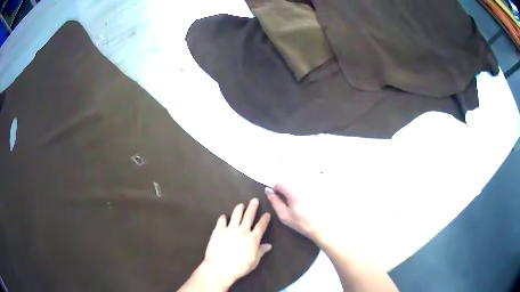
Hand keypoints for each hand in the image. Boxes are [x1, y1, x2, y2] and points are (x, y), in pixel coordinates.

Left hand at [201, 198, 271, 288]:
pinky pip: (221, 221)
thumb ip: (261, 251)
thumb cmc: (240, 267)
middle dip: (252, 207)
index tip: (267, 213)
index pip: (261, 226)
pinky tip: (223, 216)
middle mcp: (242, 231)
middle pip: (248, 216)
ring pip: (236, 215)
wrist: (220, 267)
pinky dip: (223, 218)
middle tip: (254, 200)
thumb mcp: (254, 261)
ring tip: (241, 204)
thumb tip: (269, 245)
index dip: (265, 219)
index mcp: (253, 238)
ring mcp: (229, 229)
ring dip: (239, 209)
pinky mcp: (218, 231)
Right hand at [265, 183, 322, 241]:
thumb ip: (275, 203)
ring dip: (294, 190)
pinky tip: (306, 202)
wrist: (322, 227)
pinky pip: (307, 185)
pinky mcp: (319, 189)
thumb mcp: (285, 216)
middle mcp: (303, 185)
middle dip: (285, 190)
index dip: (275, 190)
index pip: (280, 183)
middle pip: (289, 182)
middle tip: (287, 202)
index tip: (276, 198)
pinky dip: (303, 191)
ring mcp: (312, 186)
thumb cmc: (302, 223)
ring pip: (298, 183)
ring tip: (297, 203)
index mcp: (294, 191)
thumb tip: (269, 193)